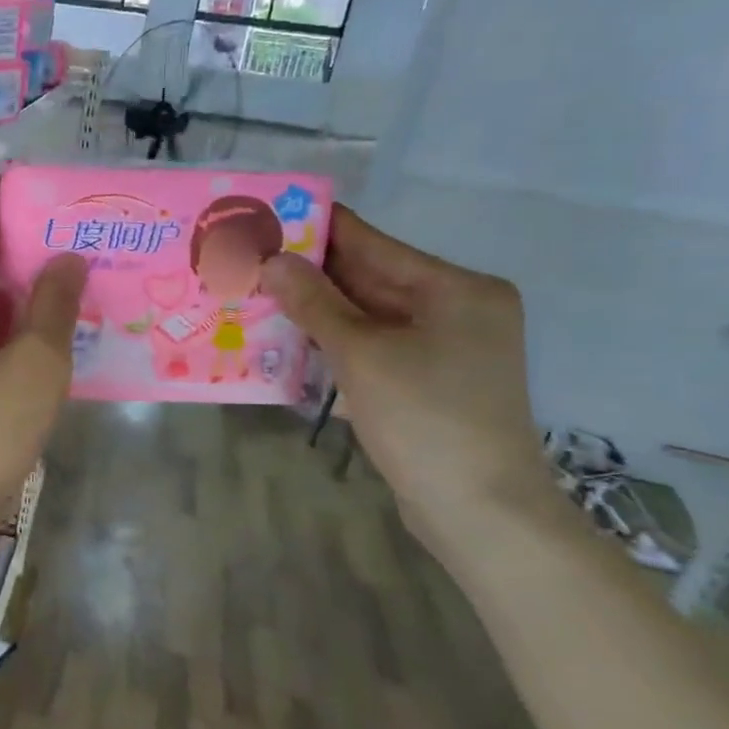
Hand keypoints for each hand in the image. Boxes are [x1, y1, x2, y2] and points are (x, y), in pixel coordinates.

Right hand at [263, 205, 550, 550]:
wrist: (480, 511)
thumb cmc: (426, 420)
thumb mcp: (363, 355)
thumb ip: (315, 303)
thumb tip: (271, 260)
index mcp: (455, 288)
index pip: (371, 243)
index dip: (315, 229)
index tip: (264, 218)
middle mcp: (455, 307)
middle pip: (369, 277)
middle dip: (308, 272)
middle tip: (247, 258)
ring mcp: (444, 346)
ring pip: (366, 314)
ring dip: (315, 308)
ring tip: (255, 293)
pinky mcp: (428, 380)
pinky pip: (372, 345)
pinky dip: (334, 340)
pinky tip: (288, 337)